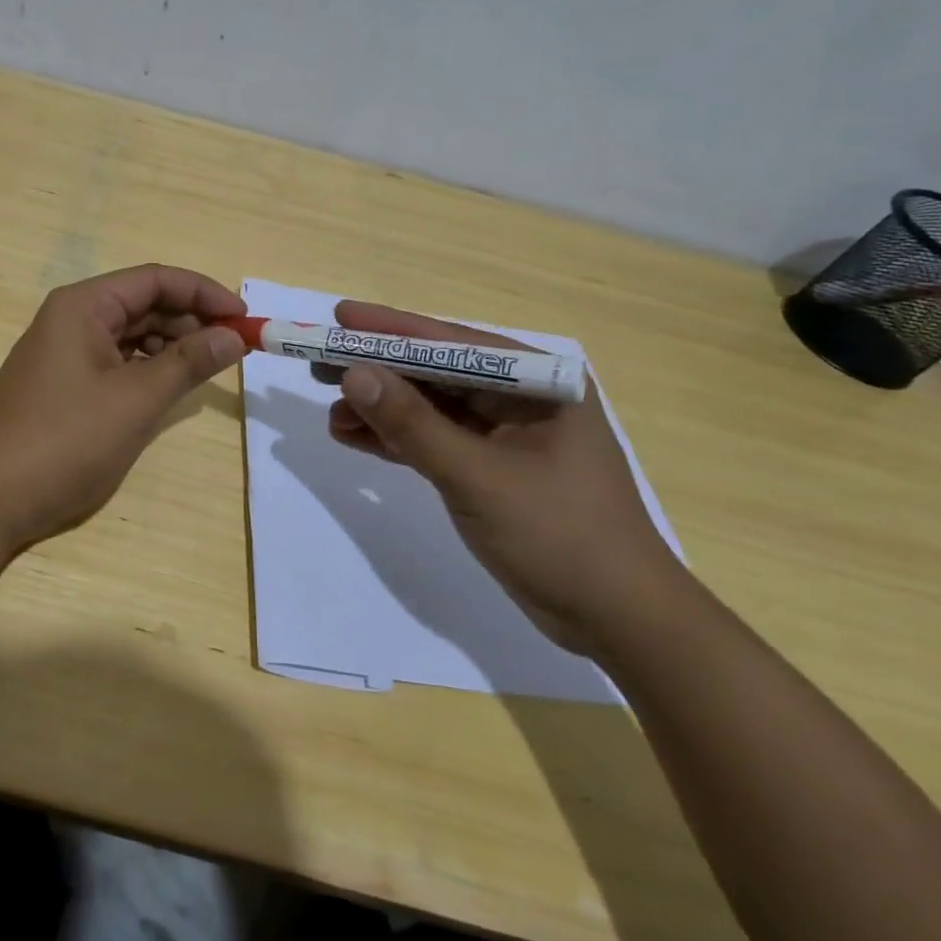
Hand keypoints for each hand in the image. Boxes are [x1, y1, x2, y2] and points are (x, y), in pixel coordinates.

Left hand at [0, 265, 246, 555]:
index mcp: (83, 306)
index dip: (204, 293)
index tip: (243, 319)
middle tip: (233, 349)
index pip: (155, 279)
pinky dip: (147, 368)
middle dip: (190, 321)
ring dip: (171, 345)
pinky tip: (170, 387)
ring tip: (207, 369)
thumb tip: (234, 336)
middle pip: (143, 303)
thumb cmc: (66, 441)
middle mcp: (71, 318)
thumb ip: (188, 362)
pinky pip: (115, 361)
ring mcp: (64, 352)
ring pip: (131, 334)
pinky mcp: (63, 384)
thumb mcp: (136, 400)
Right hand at [326, 300, 686, 655]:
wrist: (621, 622)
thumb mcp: (477, 476)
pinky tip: (354, 438)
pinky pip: (434, 441)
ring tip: (330, 413)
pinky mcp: (491, 468)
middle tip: (319, 363)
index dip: (391, 329)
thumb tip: (353, 375)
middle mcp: (521, 398)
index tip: (339, 317)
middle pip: (435, 372)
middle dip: (378, 370)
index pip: (451, 343)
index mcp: (536, 382)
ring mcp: (506, 434)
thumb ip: (412, 424)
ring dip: (381, 410)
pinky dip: (396, 440)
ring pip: (430, 408)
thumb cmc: (560, 535)